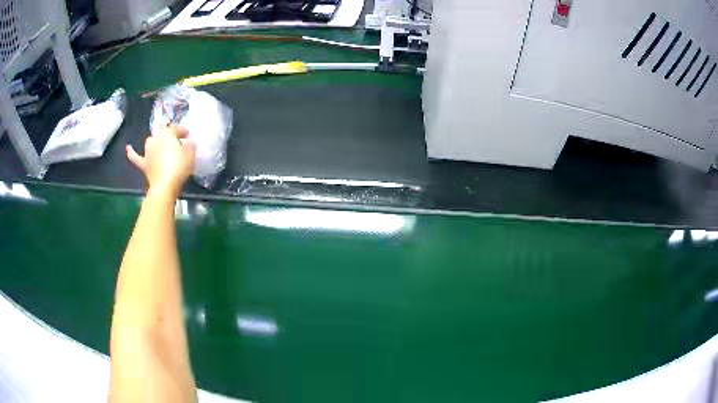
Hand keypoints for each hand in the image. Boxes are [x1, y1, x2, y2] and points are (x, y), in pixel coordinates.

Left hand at [126, 125, 195, 198]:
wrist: (165, 185)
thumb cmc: (179, 167)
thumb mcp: (190, 154)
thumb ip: (190, 145)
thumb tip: (189, 142)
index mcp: (167, 134)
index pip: (176, 128)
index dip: (183, 131)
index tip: (188, 136)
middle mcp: (155, 139)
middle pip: (163, 134)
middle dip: (169, 137)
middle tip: (177, 143)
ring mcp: (147, 151)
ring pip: (151, 142)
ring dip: (156, 142)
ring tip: (162, 146)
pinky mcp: (144, 164)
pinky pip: (136, 157)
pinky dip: (131, 152)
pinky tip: (128, 148)